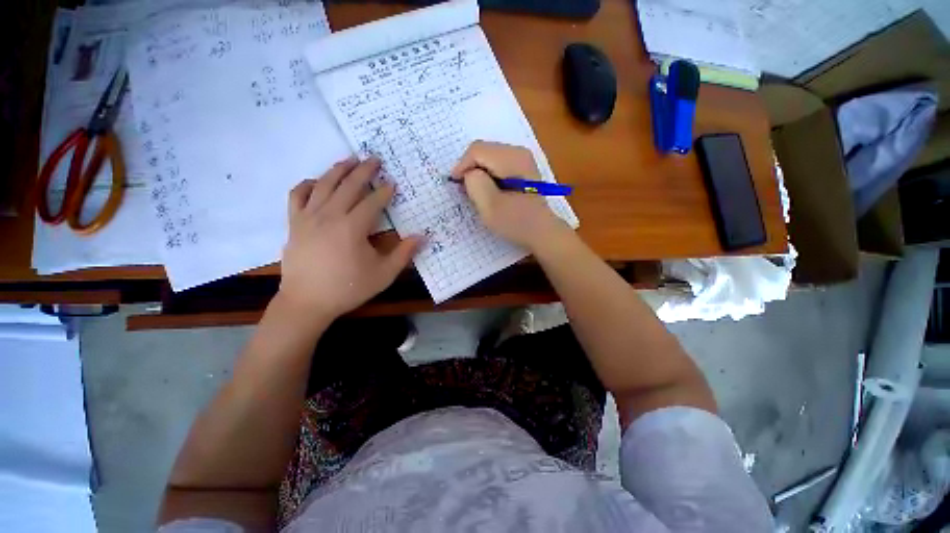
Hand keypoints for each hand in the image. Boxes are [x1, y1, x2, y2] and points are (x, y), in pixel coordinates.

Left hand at [278, 157, 421, 319]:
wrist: (307, 302)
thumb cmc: (348, 288)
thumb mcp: (383, 274)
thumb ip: (404, 253)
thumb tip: (423, 237)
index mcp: (353, 227)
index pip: (372, 202)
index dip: (385, 191)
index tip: (393, 183)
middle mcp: (329, 215)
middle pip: (348, 185)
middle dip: (364, 170)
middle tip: (375, 158)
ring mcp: (308, 217)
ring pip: (323, 184)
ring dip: (338, 170)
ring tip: (350, 160)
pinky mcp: (294, 223)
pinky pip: (297, 195)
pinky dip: (308, 184)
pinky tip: (316, 181)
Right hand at [451, 141, 570, 251]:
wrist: (542, 232)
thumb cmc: (516, 222)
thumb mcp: (490, 206)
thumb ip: (475, 184)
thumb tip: (470, 174)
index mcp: (512, 159)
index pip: (477, 150)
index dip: (462, 166)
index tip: (455, 184)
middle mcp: (518, 152)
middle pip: (483, 150)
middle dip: (470, 168)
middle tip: (464, 190)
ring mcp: (522, 159)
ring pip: (488, 157)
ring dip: (478, 172)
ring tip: (475, 192)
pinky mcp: (522, 168)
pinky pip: (497, 164)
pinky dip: (487, 174)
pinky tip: (488, 190)